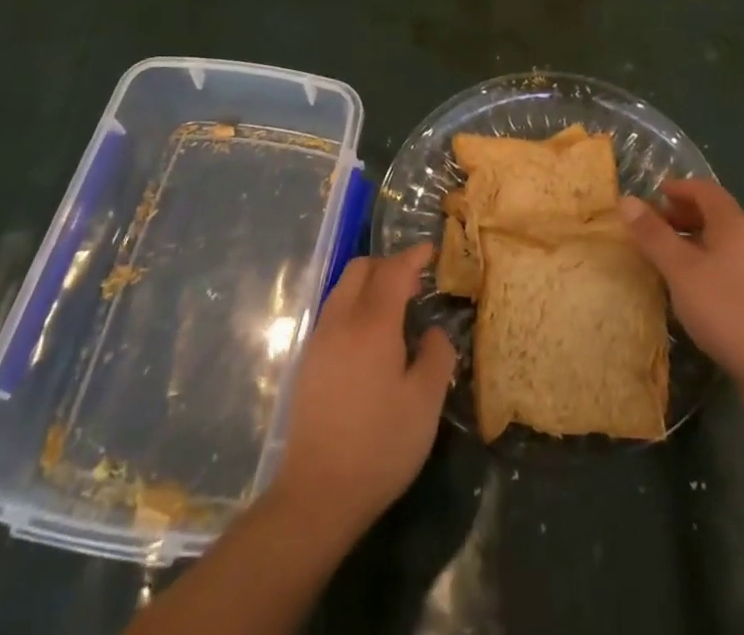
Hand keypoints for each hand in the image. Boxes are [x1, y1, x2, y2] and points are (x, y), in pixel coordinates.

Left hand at [269, 245, 456, 537]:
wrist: (317, 494)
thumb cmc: (379, 446)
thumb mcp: (425, 403)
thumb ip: (435, 356)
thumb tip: (432, 332)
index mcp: (372, 323)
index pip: (394, 270)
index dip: (414, 256)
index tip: (432, 250)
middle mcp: (341, 321)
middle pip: (361, 269)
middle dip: (389, 265)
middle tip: (415, 283)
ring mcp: (319, 340)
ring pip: (343, 289)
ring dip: (369, 284)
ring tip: (394, 308)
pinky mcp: (307, 362)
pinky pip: (333, 312)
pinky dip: (354, 306)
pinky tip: (370, 338)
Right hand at [618, 179, 743, 390]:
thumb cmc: (726, 310)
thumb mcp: (680, 270)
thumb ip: (653, 235)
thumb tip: (626, 200)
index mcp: (734, 225)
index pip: (705, 189)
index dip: (679, 188)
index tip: (654, 196)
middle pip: (715, 214)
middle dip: (683, 215)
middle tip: (655, 229)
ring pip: (724, 242)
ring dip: (694, 241)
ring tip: (670, 260)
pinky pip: (733, 265)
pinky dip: (709, 264)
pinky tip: (696, 290)